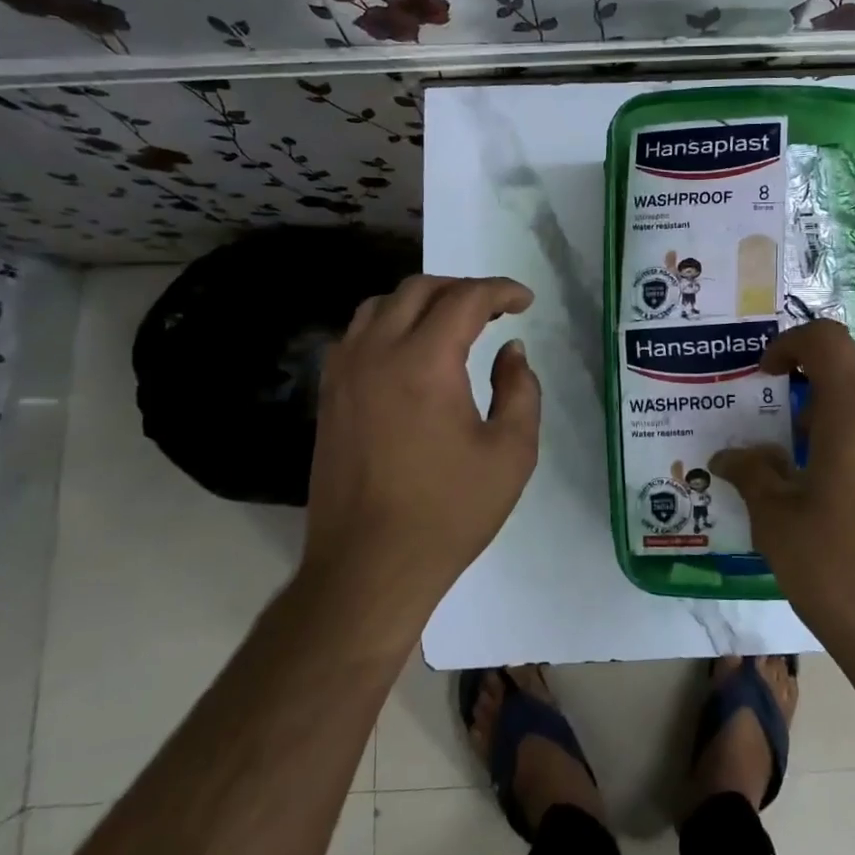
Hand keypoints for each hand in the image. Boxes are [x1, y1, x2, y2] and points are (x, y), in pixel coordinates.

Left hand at [298, 275, 540, 624]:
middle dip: (461, 289)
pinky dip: (389, 324)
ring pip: (380, 306)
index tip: (525, 301)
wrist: (369, 566)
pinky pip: (357, 335)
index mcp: (425, 362)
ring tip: (452, 324)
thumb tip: (511, 351)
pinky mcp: (329, 396)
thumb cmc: (448, 512)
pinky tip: (410, 352)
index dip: (500, 291)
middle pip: (418, 290)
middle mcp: (377, 353)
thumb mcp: (511, 453)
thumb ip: (520, 390)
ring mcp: (344, 373)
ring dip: (421, 302)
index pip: (464, 299)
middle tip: (494, 310)